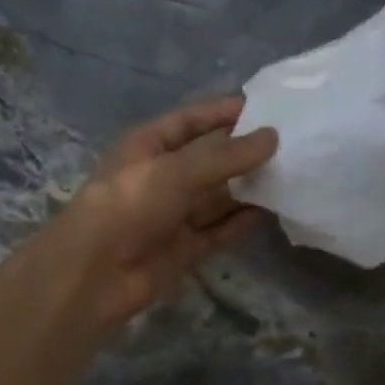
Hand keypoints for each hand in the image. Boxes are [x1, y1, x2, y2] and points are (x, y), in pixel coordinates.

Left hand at [52, 96, 277, 330]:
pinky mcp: (184, 248)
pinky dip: (241, 222)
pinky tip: (272, 211)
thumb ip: (225, 156)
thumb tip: (273, 137)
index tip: (267, 108)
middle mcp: (162, 177)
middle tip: (291, 144)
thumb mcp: (175, 171)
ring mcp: (173, 215)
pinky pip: (219, 230)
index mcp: (148, 146)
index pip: (191, 121)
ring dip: (248, 188)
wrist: (93, 275)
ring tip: (291, 175)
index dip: (224, 112)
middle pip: (209, 159)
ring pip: (218, 196)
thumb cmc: (128, 206)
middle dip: (244, 152)